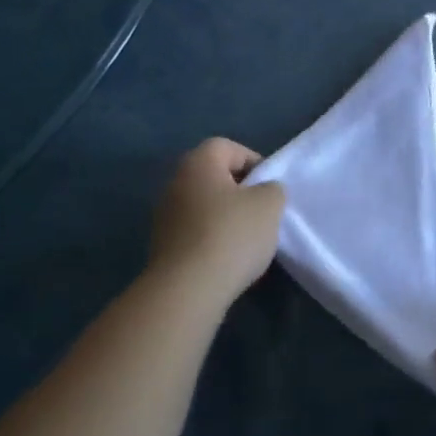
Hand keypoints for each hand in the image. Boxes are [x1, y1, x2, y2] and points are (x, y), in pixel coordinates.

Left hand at [150, 139, 284, 303]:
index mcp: (198, 164)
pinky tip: (228, 259)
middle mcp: (175, 183)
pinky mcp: (163, 245)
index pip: (226, 146)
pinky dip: (213, 239)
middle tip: (262, 212)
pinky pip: (195, 232)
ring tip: (248, 240)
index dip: (252, 160)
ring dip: (226, 217)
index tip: (270, 186)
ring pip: (204, 206)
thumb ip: (272, 189)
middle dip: (240, 191)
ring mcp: (164, 216)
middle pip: (213, 176)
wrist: (188, 289)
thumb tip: (264, 191)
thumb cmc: (231, 235)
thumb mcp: (269, 205)